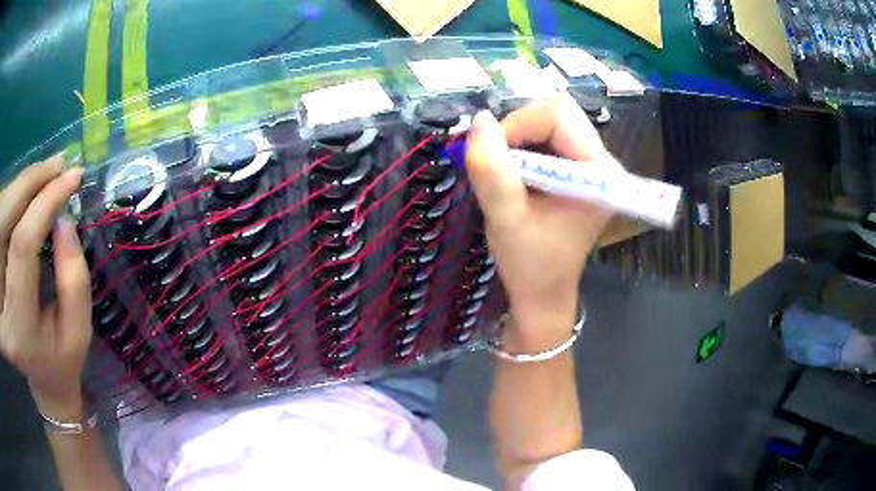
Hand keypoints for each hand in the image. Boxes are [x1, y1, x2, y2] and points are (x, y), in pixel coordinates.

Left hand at [0, 157, 90, 418]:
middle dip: (27, 184)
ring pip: (0, 214)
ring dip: (20, 189)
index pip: (22, 245)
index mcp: (16, 329)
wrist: (38, 375)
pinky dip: (12, 200)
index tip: (71, 176)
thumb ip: (74, 280)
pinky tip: (27, 199)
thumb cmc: (60, 360)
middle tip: (56, 166)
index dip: (43, 202)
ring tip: (45, 181)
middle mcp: (0, 304)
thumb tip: (64, 219)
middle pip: (3, 220)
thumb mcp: (77, 332)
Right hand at [465, 94, 616, 349]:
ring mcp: (593, 164)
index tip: (492, 155)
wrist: (543, 293)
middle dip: (519, 129)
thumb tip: (480, 119)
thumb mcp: (504, 217)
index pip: (559, 115)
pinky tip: (517, 174)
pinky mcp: (581, 170)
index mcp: (598, 173)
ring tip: (507, 172)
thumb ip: (490, 168)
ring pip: (552, 121)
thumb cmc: (529, 263)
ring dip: (520, 138)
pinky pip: (550, 137)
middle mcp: (603, 162)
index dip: (518, 125)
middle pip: (558, 112)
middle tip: (500, 162)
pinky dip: (525, 146)